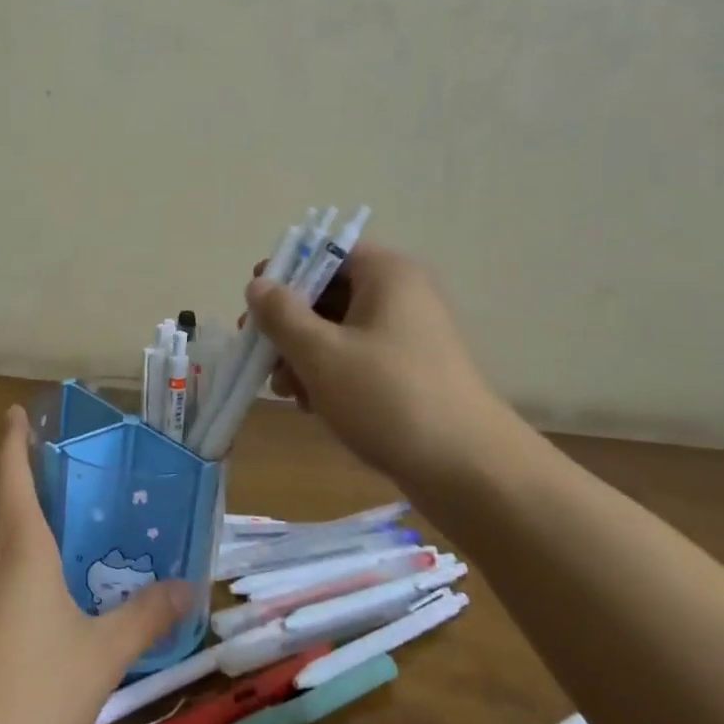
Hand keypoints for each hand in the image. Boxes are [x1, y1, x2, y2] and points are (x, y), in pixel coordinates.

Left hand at [0, 407, 194, 723]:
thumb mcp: (101, 656)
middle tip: (31, 459)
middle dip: (2, 467)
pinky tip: (3, 589)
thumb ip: (144, 618)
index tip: (16, 413)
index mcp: (17, 544)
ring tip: (22, 516)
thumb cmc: (31, 693)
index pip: (9, 469)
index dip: (12, 437)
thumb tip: (188, 588)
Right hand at [246, 244, 495, 478]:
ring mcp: (409, 335)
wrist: (470, 471)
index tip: (254, 306)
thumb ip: (281, 314)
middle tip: (261, 356)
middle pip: (327, 293)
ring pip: (338, 330)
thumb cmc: (388, 398)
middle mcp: (401, 294)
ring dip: (304, 355)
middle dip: (288, 325)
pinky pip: (358, 358)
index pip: (324, 252)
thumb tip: (258, 285)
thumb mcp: (321, 353)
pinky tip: (312, 406)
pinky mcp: (410, 371)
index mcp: (386, 274)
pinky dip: (330, 375)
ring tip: (286, 391)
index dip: (284, 273)